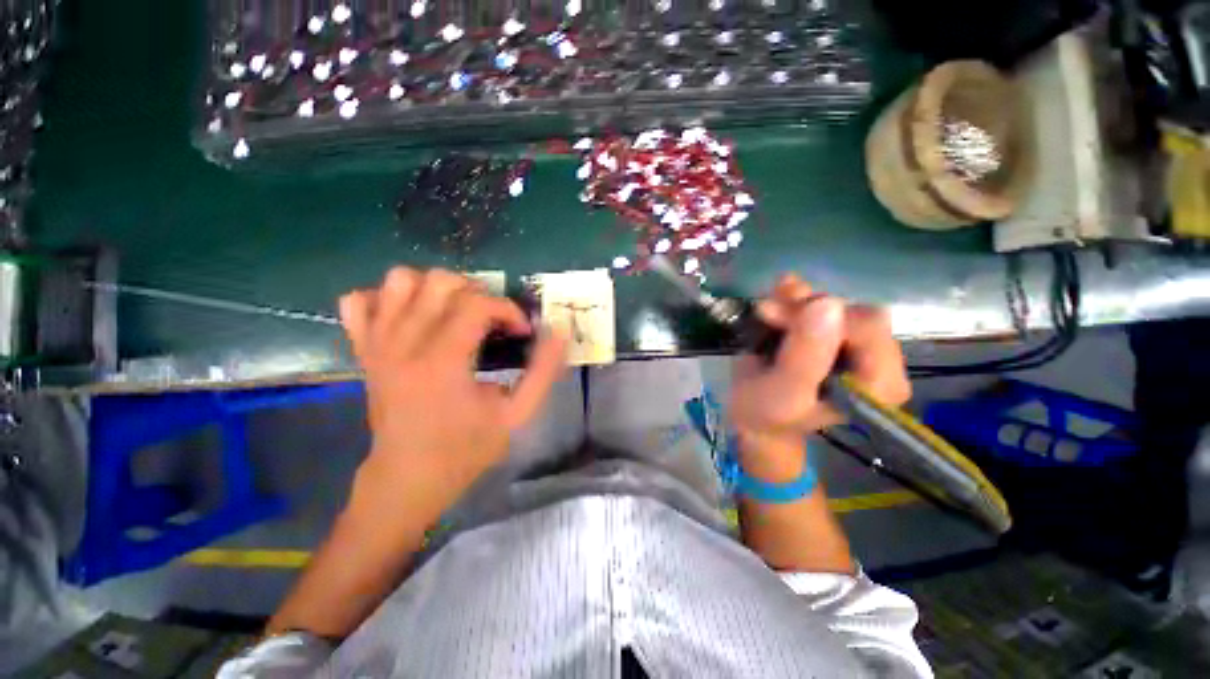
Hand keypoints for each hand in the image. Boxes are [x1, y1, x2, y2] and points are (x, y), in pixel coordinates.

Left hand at [339, 268, 567, 508]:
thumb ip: (543, 372)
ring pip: (399, 280)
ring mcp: (377, 343)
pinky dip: (387, 299)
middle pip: (440, 282)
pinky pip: (358, 301)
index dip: (508, 310)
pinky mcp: (362, 349)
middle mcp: (404, 343)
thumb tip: (559, 332)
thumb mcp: (517, 415)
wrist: (406, 478)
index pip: (478, 304)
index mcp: (442, 361)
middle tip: (491, 320)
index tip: (521, 332)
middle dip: (477, 293)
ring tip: (455, 313)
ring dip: (435, 289)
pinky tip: (411, 319)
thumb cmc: (465, 449)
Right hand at [729, 274, 909, 480]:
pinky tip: (777, 293)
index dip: (823, 319)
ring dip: (797, 301)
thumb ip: (806, 356)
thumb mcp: (783, 393)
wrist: (753, 415)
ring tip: (766, 309)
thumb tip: (828, 304)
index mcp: (879, 384)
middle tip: (768, 314)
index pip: (869, 329)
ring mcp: (853, 343)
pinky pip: (821, 302)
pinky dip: (796, 296)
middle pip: (852, 312)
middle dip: (807, 308)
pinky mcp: (832, 331)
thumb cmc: (767, 413)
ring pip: (835, 303)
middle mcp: (876, 359)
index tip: (779, 321)